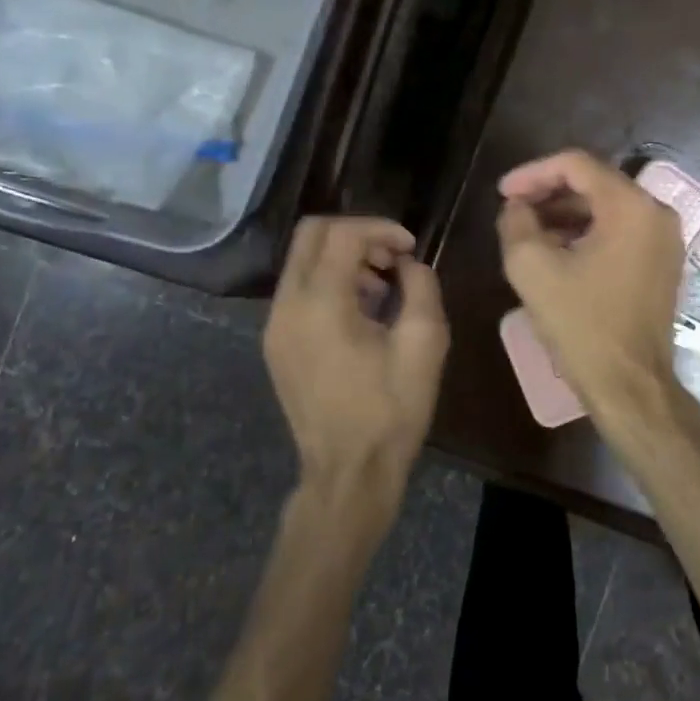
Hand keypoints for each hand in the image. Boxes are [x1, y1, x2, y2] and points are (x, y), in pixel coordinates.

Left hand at [264, 217, 448, 509]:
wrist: (348, 472)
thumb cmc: (391, 410)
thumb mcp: (424, 344)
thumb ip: (421, 287)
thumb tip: (408, 266)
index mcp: (321, 304)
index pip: (343, 234)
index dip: (382, 228)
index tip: (411, 248)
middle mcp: (287, 306)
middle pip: (312, 234)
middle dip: (357, 235)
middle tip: (393, 259)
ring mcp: (275, 326)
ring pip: (303, 261)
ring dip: (344, 259)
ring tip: (383, 289)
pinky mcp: (276, 344)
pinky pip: (299, 290)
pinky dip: (330, 283)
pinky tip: (362, 313)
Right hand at [496, 151, 698, 440]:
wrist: (630, 385)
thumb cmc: (583, 325)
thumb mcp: (533, 269)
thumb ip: (516, 223)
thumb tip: (516, 207)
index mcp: (630, 206)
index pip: (576, 165)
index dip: (533, 172)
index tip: (502, 193)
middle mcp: (655, 213)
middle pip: (594, 183)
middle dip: (548, 192)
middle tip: (512, 210)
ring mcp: (664, 239)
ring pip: (606, 207)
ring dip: (565, 214)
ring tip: (527, 232)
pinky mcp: (662, 262)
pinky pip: (620, 231)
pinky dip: (587, 232)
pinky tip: (556, 251)